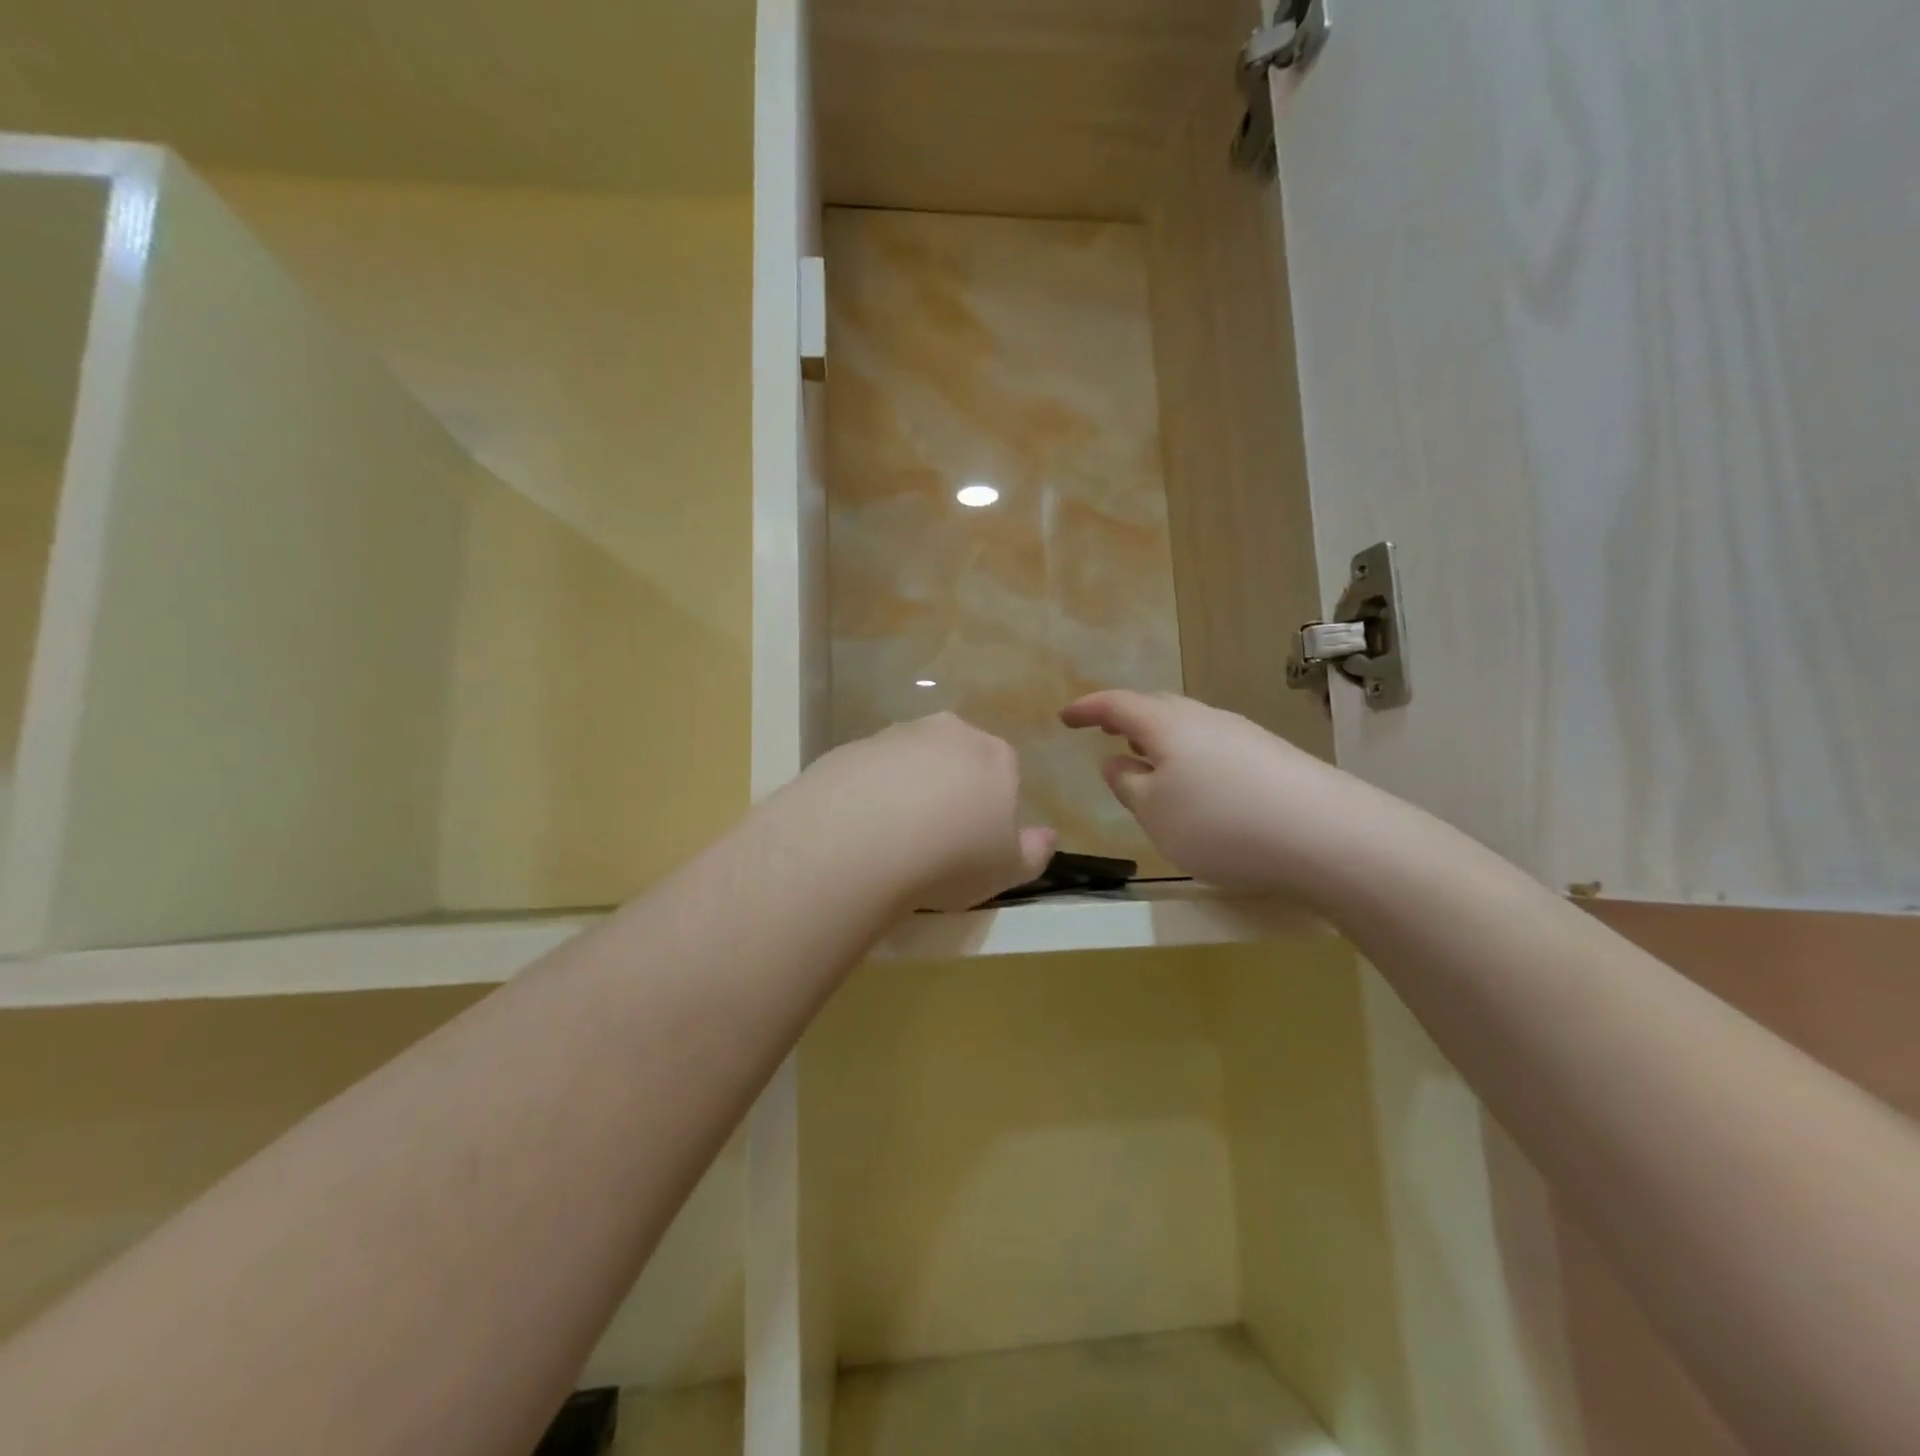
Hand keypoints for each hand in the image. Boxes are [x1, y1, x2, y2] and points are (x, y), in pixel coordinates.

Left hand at [792, 714, 1055, 911]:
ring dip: (906, 792)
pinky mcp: (851, 748)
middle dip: (950, 792)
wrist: (863, 840)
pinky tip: (860, 831)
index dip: (990, 811)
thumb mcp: (1008, 870)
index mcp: (995, 755)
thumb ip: (1034, 852)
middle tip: (935, 842)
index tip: (974, 845)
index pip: (1004, 775)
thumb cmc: (952, 856)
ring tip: (893, 842)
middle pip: (956, 761)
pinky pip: (869, 773)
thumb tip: (1048, 837)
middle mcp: (948, 732)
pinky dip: (868, 795)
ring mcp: (896, 735)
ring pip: (910, 763)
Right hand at [1060, 690, 1380, 901]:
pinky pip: (1214, 747)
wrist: (1329, 836)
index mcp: (1168, 725)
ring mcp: (1244, 735)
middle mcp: (1206, 719)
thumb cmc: (1222, 823)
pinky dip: (1191, 758)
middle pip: (1157, 708)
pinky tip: (1197, 786)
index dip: (1087, 708)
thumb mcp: (1156, 813)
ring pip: (1188, 727)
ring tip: (1147, 762)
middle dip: (1126, 718)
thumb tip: (1115, 762)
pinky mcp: (1273, 758)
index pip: (1117, 704)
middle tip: (1105, 732)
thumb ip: (1128, 785)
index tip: (1064, 717)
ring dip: (1160, 740)